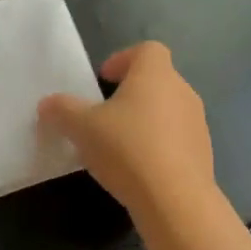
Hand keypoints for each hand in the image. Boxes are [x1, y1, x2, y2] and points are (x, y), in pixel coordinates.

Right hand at [38, 41, 214, 218]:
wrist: (175, 200)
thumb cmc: (127, 148)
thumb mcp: (81, 127)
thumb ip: (62, 110)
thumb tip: (47, 104)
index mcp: (156, 74)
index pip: (146, 50)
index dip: (123, 59)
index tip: (103, 80)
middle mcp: (182, 91)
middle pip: (156, 81)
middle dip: (130, 94)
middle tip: (103, 115)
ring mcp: (197, 124)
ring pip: (167, 112)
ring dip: (144, 122)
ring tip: (117, 146)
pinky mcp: (203, 154)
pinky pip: (175, 140)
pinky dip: (157, 147)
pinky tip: (137, 170)